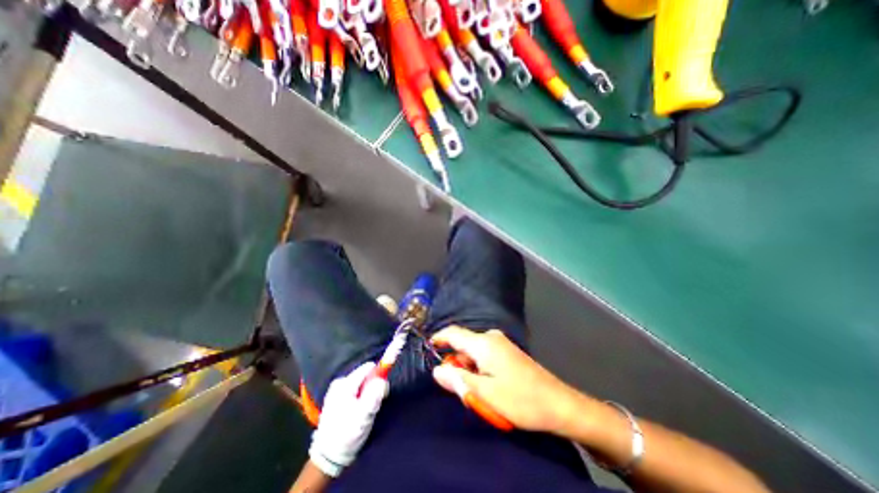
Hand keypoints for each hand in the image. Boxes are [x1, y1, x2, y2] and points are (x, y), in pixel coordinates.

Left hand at [311, 362, 388, 477]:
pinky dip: (359, 398)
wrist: (327, 457)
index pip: (369, 368)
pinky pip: (355, 389)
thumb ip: (374, 395)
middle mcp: (340, 382)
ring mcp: (336, 389)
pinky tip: (355, 413)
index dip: (379, 377)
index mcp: (345, 384)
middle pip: (365, 375)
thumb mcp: (363, 417)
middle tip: (370, 407)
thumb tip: (382, 380)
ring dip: (366, 394)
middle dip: (372, 387)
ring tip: (362, 413)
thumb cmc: (346, 435)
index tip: (381, 393)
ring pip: (361, 383)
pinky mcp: (336, 396)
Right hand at [431, 326, 582, 432]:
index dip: (439, 339)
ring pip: (474, 352)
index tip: (428, 350)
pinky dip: (480, 369)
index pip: (453, 333)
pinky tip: (489, 387)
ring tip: (479, 393)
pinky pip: (485, 355)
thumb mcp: (485, 394)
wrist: (558, 404)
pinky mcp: (508, 351)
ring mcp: (501, 343)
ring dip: (469, 369)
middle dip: (457, 363)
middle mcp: (491, 338)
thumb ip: (458, 380)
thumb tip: (437, 370)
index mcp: (483, 344)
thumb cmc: (520, 399)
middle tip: (461, 389)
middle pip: (464, 344)